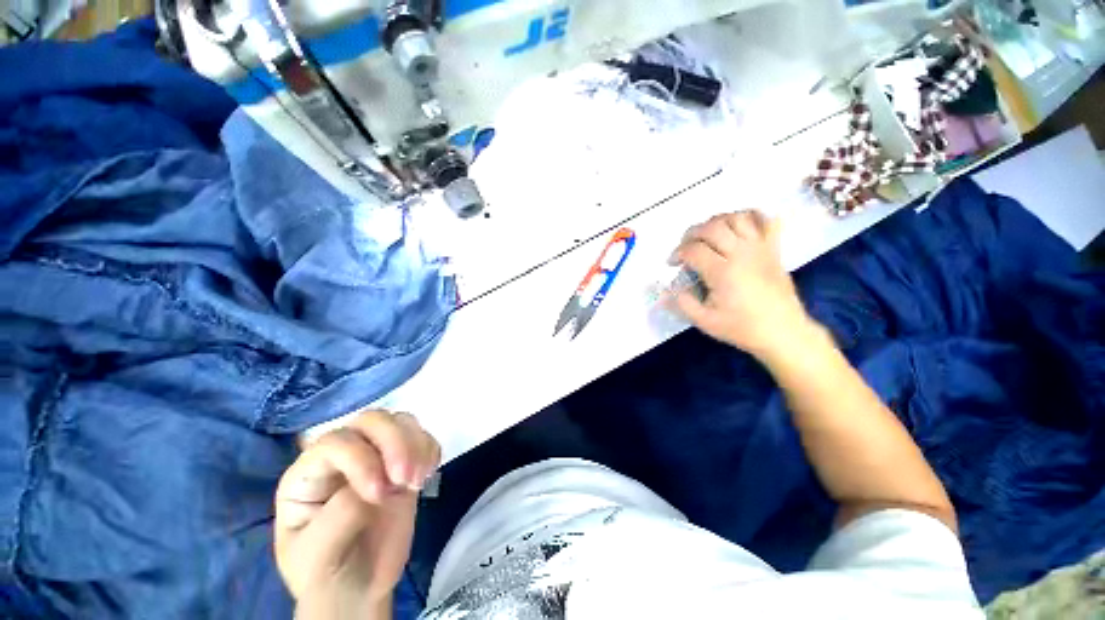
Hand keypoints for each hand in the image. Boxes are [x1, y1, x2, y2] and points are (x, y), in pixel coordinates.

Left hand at [274, 410, 440, 619]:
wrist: (358, 588)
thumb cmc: (326, 575)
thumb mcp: (316, 556)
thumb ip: (339, 515)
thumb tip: (380, 483)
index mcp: (309, 473)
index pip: (335, 442)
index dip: (361, 459)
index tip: (379, 495)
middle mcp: (344, 456)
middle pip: (372, 420)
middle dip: (395, 443)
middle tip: (407, 481)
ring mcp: (377, 456)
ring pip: (401, 422)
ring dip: (417, 445)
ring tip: (418, 482)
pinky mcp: (405, 463)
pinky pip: (423, 438)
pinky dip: (431, 450)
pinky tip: (427, 476)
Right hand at [669, 211, 816, 358]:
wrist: (783, 332)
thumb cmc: (742, 328)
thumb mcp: (705, 322)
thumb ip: (682, 303)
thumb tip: (669, 289)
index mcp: (723, 272)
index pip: (693, 249)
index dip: (677, 253)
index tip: (672, 264)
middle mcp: (741, 254)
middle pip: (712, 227)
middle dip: (691, 233)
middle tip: (685, 247)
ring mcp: (760, 248)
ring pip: (737, 218)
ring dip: (717, 221)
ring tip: (708, 235)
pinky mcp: (774, 249)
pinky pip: (766, 221)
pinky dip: (752, 216)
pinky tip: (739, 227)